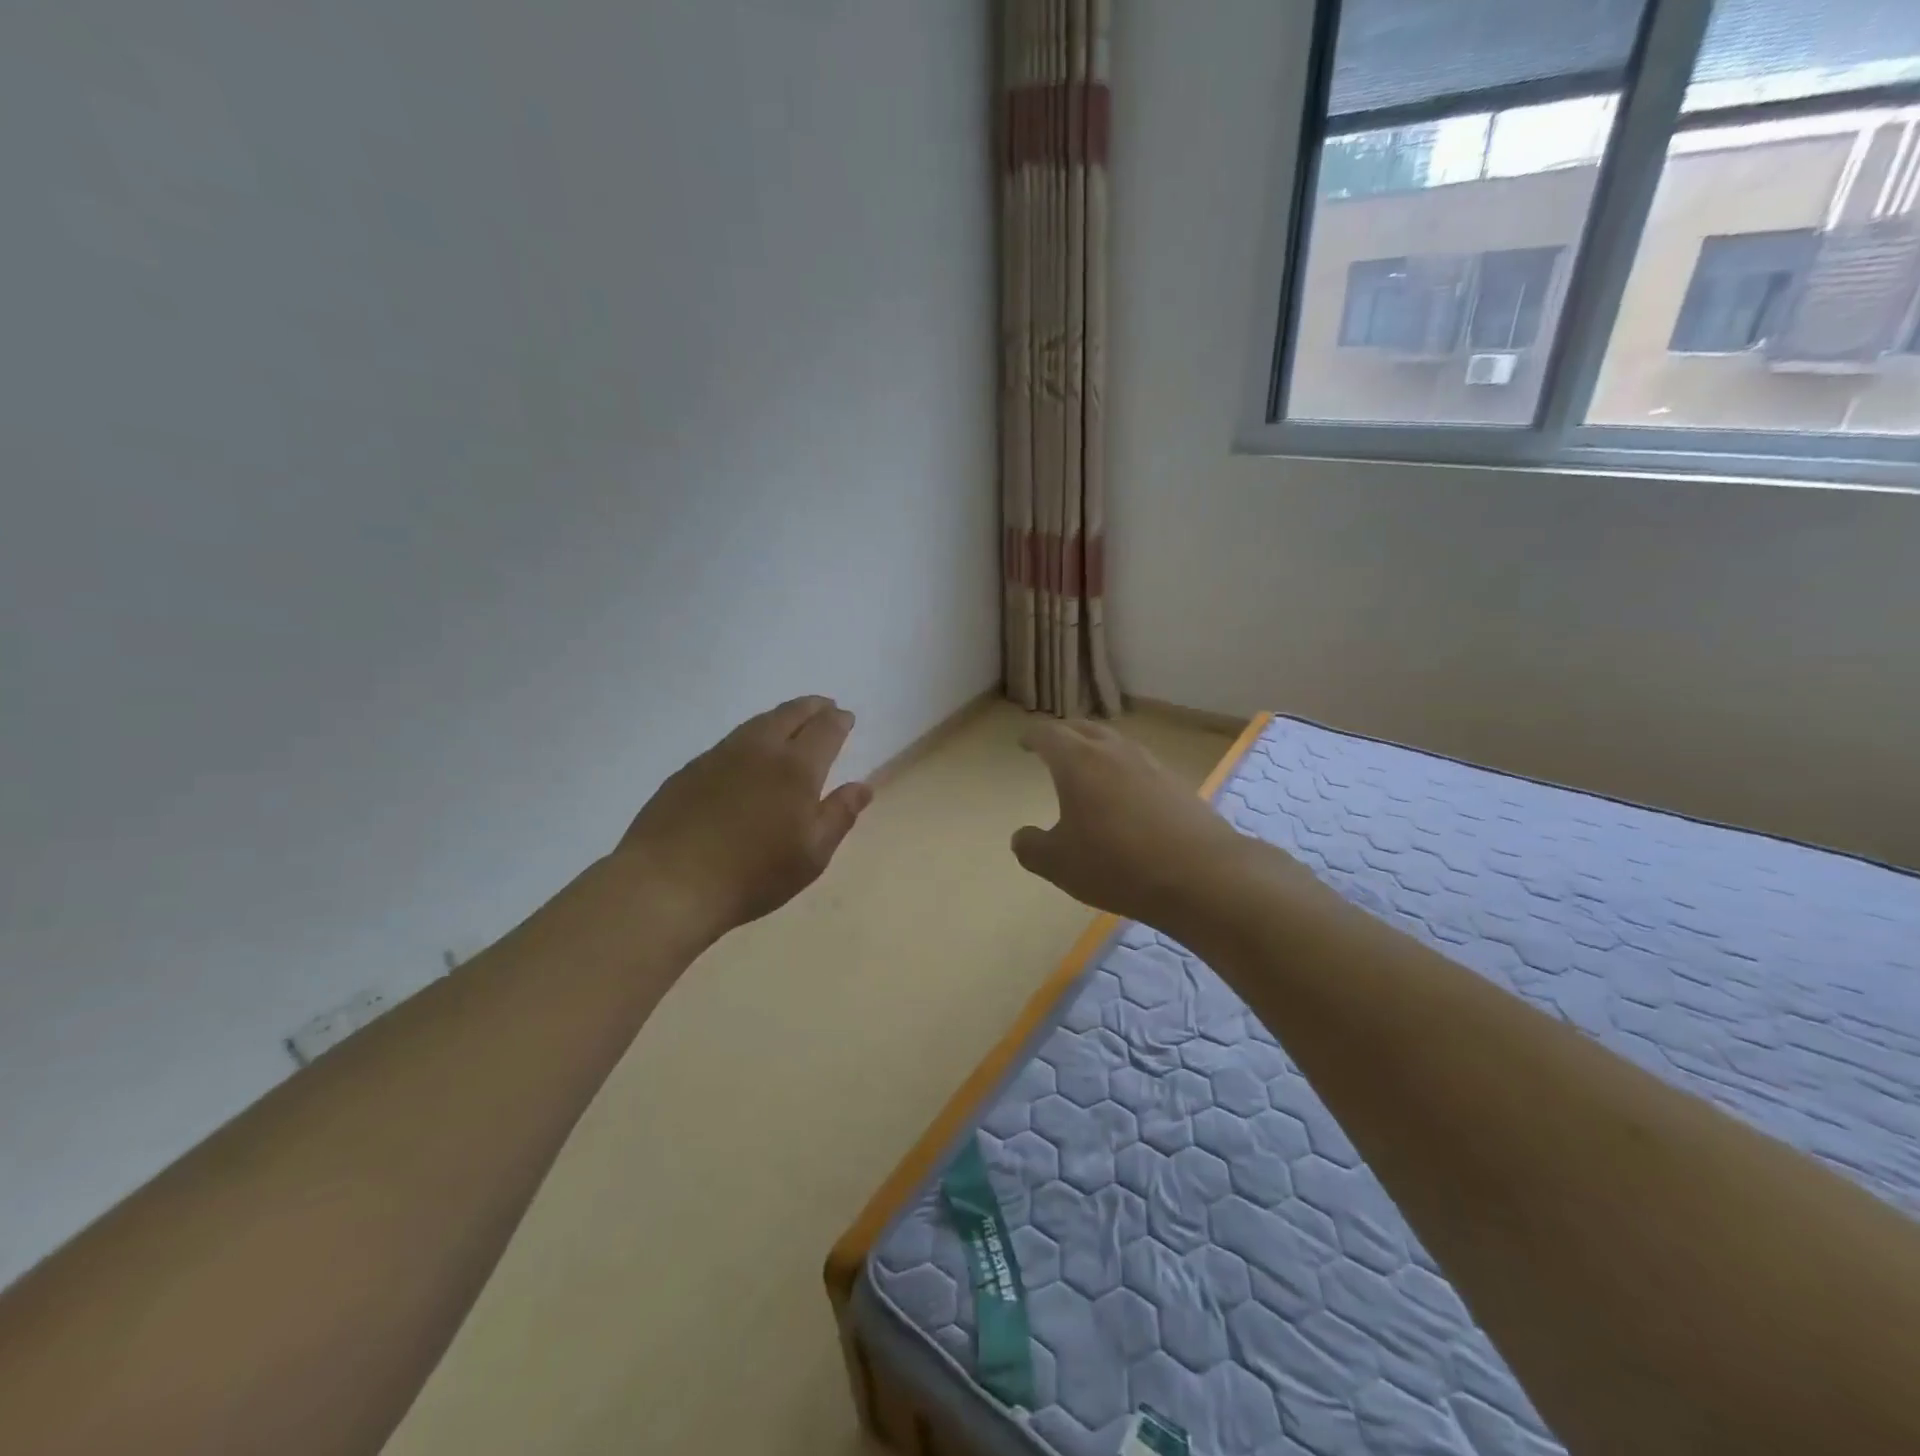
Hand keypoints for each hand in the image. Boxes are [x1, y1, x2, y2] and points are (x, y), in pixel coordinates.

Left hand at [613, 696, 872, 940]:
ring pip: (758, 722)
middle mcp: (760, 750)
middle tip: (824, 706)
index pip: (824, 730)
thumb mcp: (812, 855)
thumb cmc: (753, 874)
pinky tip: (749, 751)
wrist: (668, 883)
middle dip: (811, 707)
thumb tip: (862, 786)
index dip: (838, 720)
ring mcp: (720, 756)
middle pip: (790, 714)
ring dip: (781, 716)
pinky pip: (731, 740)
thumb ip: (839, 815)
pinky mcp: (691, 769)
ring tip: (791, 719)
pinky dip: (752, 734)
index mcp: (796, 768)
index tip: (846, 717)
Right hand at [1011, 720, 1253, 926]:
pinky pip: (1140, 764)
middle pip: (1083, 729)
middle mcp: (1114, 752)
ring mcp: (1150, 764)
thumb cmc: (1117, 865)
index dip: (1032, 737)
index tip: (1023, 742)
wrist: (1201, 875)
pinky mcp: (1177, 783)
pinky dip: (1123, 769)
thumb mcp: (1059, 864)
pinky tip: (1125, 793)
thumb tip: (1022, 837)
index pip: (1049, 734)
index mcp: (1078, 762)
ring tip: (1088, 765)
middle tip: (1052, 745)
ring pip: (1115, 743)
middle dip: (1064, 734)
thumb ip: (1032, 848)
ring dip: (1096, 747)